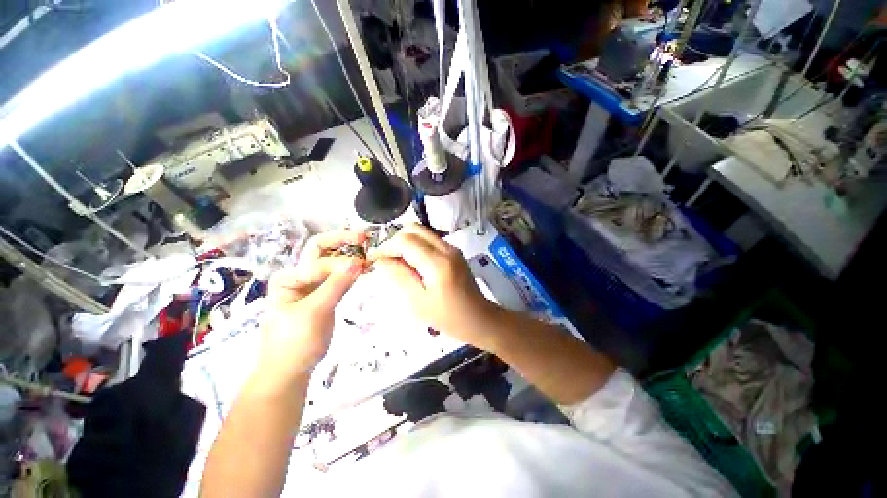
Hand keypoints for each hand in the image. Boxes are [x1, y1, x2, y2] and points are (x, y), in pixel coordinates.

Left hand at [256, 230, 364, 388]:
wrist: (289, 372)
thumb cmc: (295, 342)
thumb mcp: (314, 312)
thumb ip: (336, 285)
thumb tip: (357, 261)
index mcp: (289, 278)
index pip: (318, 261)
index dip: (341, 263)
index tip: (362, 266)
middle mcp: (300, 277)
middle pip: (322, 253)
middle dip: (342, 242)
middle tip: (363, 237)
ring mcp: (313, 287)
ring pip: (333, 266)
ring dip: (350, 257)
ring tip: (369, 252)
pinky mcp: (324, 297)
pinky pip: (339, 280)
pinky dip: (352, 273)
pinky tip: (365, 270)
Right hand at [369, 224, 501, 348]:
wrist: (479, 318)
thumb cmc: (448, 317)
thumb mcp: (418, 302)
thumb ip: (399, 277)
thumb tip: (381, 260)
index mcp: (437, 263)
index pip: (405, 241)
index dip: (385, 246)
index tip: (372, 258)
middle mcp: (446, 248)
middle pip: (414, 229)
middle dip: (395, 240)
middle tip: (385, 258)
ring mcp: (452, 248)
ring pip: (422, 232)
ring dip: (405, 241)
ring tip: (396, 261)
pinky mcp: (454, 252)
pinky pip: (430, 240)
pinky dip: (416, 245)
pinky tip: (411, 263)